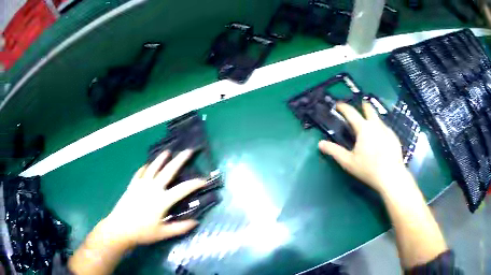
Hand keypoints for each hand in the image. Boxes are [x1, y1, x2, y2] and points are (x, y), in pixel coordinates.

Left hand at [99, 149, 205, 248]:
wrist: (120, 228)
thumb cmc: (143, 232)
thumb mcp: (163, 233)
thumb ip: (180, 227)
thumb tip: (195, 222)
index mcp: (162, 200)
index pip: (183, 189)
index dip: (195, 184)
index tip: (204, 180)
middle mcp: (153, 188)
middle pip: (168, 171)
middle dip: (180, 160)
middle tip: (188, 151)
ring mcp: (141, 185)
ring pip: (153, 168)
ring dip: (161, 159)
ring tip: (168, 152)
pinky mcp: (132, 186)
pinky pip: (139, 173)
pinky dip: (144, 168)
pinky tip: (146, 165)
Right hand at [318, 102, 406, 193]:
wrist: (391, 176)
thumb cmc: (368, 169)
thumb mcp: (348, 162)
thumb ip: (334, 151)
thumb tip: (320, 144)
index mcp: (363, 128)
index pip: (351, 112)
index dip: (343, 107)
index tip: (339, 105)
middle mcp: (376, 125)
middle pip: (369, 109)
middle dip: (364, 106)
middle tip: (361, 106)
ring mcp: (387, 130)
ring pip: (378, 119)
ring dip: (373, 118)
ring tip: (370, 125)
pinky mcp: (394, 138)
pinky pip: (386, 129)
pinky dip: (381, 129)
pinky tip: (381, 139)